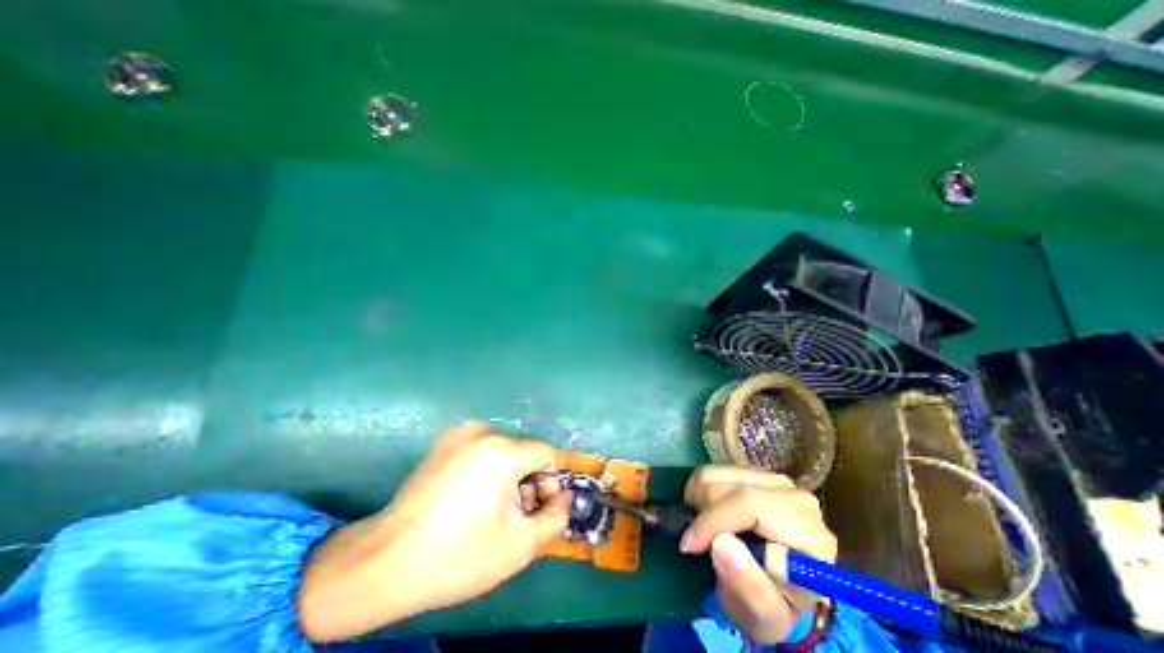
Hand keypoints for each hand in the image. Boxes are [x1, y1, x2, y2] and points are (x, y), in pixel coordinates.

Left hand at [296, 421, 569, 640]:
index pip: (547, 454)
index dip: (551, 483)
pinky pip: (482, 450)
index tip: (537, 510)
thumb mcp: (520, 544)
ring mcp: (459, 433)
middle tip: (517, 515)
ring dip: (510, 475)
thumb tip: (563, 497)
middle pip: (525, 450)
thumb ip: (556, 517)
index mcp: (502, 449)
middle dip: (530, 481)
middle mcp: (482, 430)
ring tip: (493, 509)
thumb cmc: (458, 554)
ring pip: (505, 450)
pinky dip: (489, 469)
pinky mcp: (444, 442)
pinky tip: (472, 498)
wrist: (384, 562)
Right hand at [685, 467, 836, 644]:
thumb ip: (749, 589)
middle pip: (728, 485)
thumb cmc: (773, 603)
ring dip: (698, 500)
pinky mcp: (755, 472)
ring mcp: (774, 479)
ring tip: (703, 528)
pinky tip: (708, 513)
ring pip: (716, 474)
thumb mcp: (764, 618)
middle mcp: (794, 497)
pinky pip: (713, 470)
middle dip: (703, 512)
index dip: (713, 519)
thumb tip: (721, 543)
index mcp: (807, 533)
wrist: (781, 587)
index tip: (689, 544)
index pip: (750, 504)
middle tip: (697, 541)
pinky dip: (701, 491)